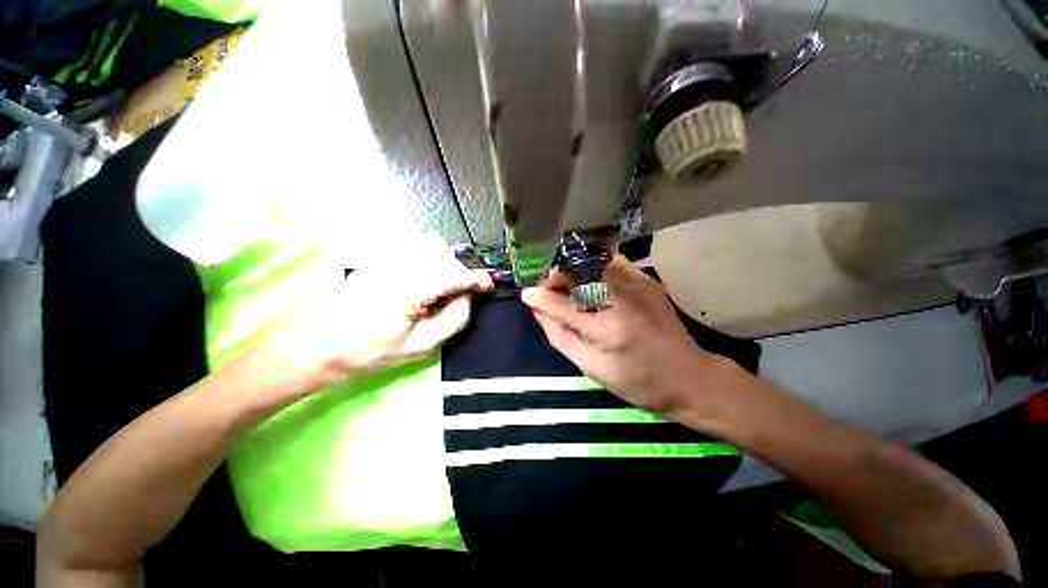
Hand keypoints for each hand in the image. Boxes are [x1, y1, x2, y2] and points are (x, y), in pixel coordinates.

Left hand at [258, 233, 491, 388]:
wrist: (311, 345)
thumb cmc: (366, 352)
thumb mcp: (418, 347)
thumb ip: (453, 320)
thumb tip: (468, 298)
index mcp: (407, 290)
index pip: (453, 274)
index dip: (476, 279)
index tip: (487, 286)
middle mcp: (395, 264)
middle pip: (443, 254)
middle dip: (459, 272)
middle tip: (459, 294)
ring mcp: (381, 255)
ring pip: (428, 243)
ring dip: (443, 260)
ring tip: (440, 283)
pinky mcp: (372, 254)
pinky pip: (410, 242)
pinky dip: (426, 254)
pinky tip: (421, 273)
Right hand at [521, 255, 715, 413]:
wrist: (688, 377)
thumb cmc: (637, 382)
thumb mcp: (591, 368)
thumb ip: (561, 336)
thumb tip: (539, 311)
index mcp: (608, 328)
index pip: (562, 305)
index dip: (541, 298)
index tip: (527, 295)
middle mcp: (622, 299)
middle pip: (577, 274)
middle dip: (556, 279)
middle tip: (549, 292)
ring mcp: (638, 285)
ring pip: (592, 263)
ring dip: (573, 271)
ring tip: (567, 286)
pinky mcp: (647, 280)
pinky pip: (613, 262)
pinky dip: (594, 267)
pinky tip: (590, 280)